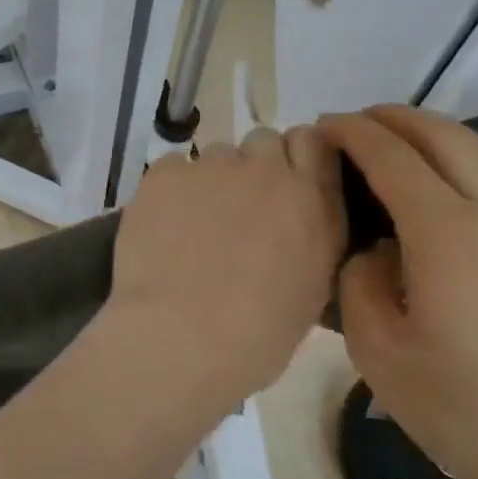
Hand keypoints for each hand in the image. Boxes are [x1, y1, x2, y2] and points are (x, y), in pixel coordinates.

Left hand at [110, 127, 346, 402]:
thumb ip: (308, 239)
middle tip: (237, 207)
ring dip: (212, 179)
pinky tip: (162, 225)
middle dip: (254, 165)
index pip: (314, 142)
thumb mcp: (310, 290)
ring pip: (216, 154)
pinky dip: (171, 190)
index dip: (296, 156)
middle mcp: (269, 172)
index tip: (284, 180)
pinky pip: (174, 167)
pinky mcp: (167, 173)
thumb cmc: (255, 336)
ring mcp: (214, 167)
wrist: (182, 338)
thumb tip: (291, 226)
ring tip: (194, 224)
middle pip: (264, 140)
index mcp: (314, 203)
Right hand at [318, 106, 477, 478]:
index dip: (353, 133)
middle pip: (443, 135)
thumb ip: (360, 279)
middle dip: (393, 119)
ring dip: (436, 133)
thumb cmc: (464, 408)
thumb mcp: (377, 349)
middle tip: (355, 124)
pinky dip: (475, 158)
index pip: (392, 156)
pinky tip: (460, 180)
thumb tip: (378, 248)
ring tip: (400, 142)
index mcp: (448, 232)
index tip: (323, 126)